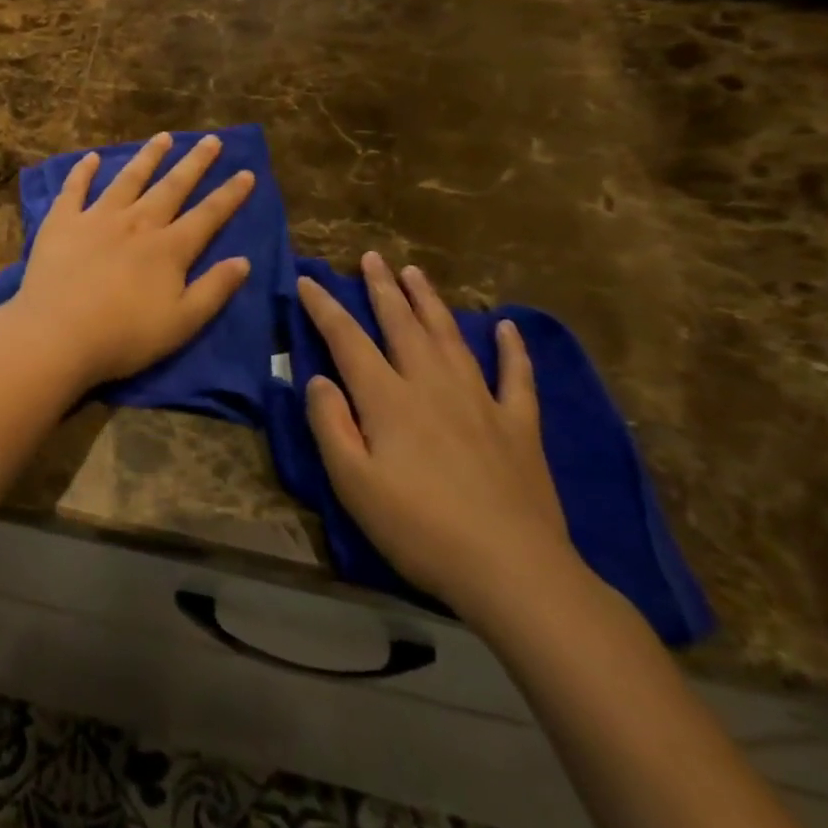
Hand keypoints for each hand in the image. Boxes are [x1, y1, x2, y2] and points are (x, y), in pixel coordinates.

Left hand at [6, 133, 254, 392]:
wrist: (57, 335)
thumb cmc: (123, 337)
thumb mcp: (182, 323)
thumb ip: (214, 290)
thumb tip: (243, 261)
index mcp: (169, 249)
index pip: (208, 215)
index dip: (230, 195)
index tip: (246, 172)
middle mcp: (137, 223)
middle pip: (172, 187)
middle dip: (195, 163)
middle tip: (212, 139)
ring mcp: (97, 218)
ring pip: (129, 178)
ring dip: (148, 157)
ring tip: (163, 137)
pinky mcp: (62, 222)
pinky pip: (75, 188)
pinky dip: (84, 171)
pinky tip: (92, 157)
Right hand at [300, 252, 578, 624]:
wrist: (513, 570)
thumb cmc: (419, 528)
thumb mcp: (352, 482)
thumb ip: (330, 424)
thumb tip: (317, 378)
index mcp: (388, 399)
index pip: (347, 339)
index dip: (324, 307)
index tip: (308, 279)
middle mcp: (432, 385)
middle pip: (402, 324)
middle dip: (382, 289)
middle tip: (372, 258)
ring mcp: (481, 401)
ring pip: (450, 338)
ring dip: (430, 302)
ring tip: (415, 273)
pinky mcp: (519, 426)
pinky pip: (517, 377)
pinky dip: (512, 349)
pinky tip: (507, 327)